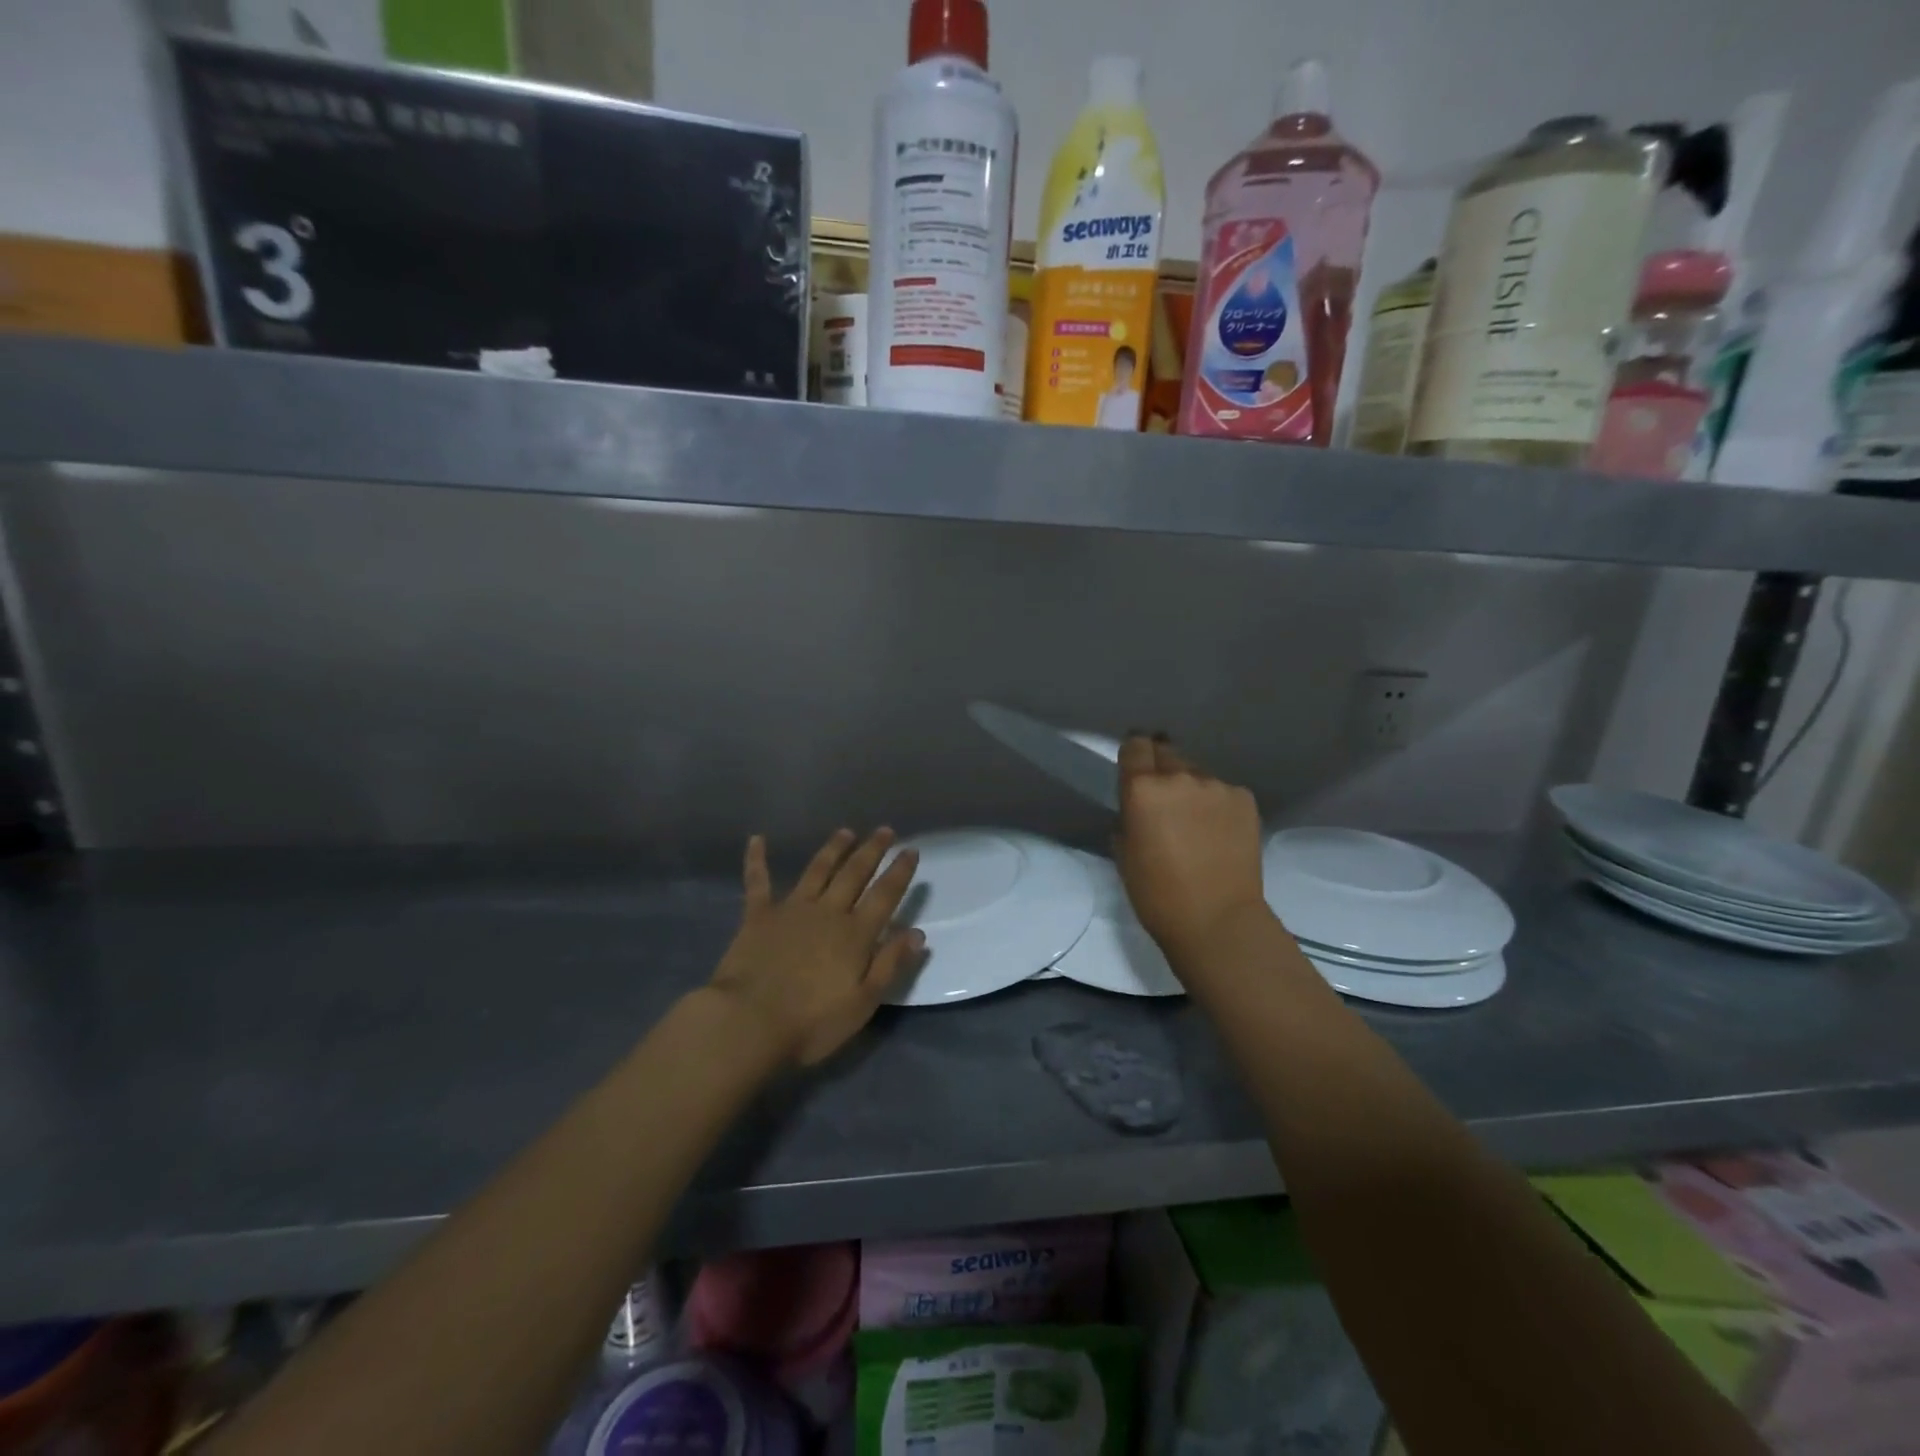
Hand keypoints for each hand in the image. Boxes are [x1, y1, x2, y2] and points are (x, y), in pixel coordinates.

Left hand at [707, 828, 923, 1068]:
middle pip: (854, 874)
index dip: (900, 872)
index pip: (885, 895)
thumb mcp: (863, 1003)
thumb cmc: (812, 1022)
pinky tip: (756, 839)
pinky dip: (757, 859)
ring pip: (817, 870)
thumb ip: (890, 964)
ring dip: (833, 849)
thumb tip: (917, 933)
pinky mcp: (758, 916)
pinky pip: (758, 881)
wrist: (748, 1022)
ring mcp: (791, 909)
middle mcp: (828, 912)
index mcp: (855, 934)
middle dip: (872, 850)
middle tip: (885, 830)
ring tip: (846, 832)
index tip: (911, 850)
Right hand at [1115, 735, 1270, 968]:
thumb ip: (1128, 819)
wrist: (1218, 920)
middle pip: (1167, 753)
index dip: (1133, 752)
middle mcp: (1180, 777)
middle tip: (1163, 796)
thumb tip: (1138, 809)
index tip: (1134, 764)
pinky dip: (1217, 805)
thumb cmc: (1157, 894)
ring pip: (1197, 774)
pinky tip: (1218, 833)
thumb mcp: (1125, 855)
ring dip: (1191, 789)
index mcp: (1143, 789)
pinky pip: (1223, 792)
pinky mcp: (1245, 799)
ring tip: (1195, 822)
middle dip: (1161, 768)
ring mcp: (1217, 786)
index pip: (1135, 746)